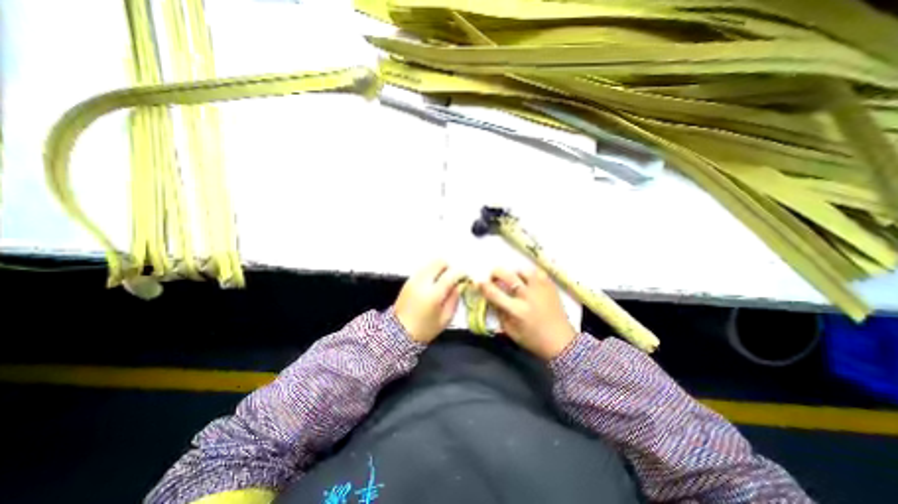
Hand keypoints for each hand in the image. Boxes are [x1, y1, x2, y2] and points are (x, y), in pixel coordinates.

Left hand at [394, 259, 461, 343]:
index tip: (465, 277)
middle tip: (452, 278)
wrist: (399, 333)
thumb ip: (454, 299)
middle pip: (439, 262)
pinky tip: (432, 284)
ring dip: (439, 269)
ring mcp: (414, 280)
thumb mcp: (445, 318)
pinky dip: (431, 272)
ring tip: (442, 282)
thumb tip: (459, 285)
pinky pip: (423, 269)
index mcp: (433, 294)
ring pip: (430, 264)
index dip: (461, 273)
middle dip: (449, 268)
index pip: (450, 275)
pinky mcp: (408, 281)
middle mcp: (423, 282)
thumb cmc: (425, 329)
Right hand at [480, 268, 578, 358]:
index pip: (494, 293)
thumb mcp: (510, 331)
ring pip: (522, 270)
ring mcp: (540, 289)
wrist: (561, 342)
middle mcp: (527, 296)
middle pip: (506, 275)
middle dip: (495, 274)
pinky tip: (528, 282)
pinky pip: (536, 273)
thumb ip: (499, 313)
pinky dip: (529, 275)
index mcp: (517, 310)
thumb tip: (491, 298)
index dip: (483, 286)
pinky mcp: (550, 286)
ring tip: (514, 281)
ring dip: (514, 274)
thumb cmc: (533, 339)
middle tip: (494, 278)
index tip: (479, 283)